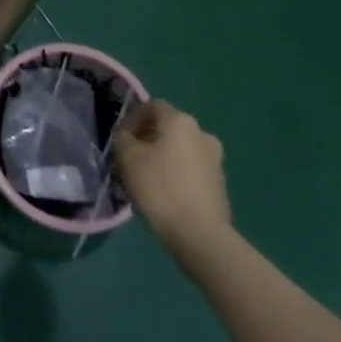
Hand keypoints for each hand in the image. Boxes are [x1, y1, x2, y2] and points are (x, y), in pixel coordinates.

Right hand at [114, 99, 235, 272]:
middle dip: (147, 139)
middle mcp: (202, 133)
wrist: (200, 234)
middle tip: (130, 159)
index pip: (152, 106)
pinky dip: (176, 174)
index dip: (132, 119)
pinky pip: (191, 169)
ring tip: (146, 179)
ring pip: (180, 150)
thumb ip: (122, 138)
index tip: (120, 140)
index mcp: (180, 121)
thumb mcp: (127, 158)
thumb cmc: (160, 188)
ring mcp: (215, 159)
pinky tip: (165, 194)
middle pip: (167, 128)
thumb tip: (126, 136)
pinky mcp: (220, 183)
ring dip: (162, 157)